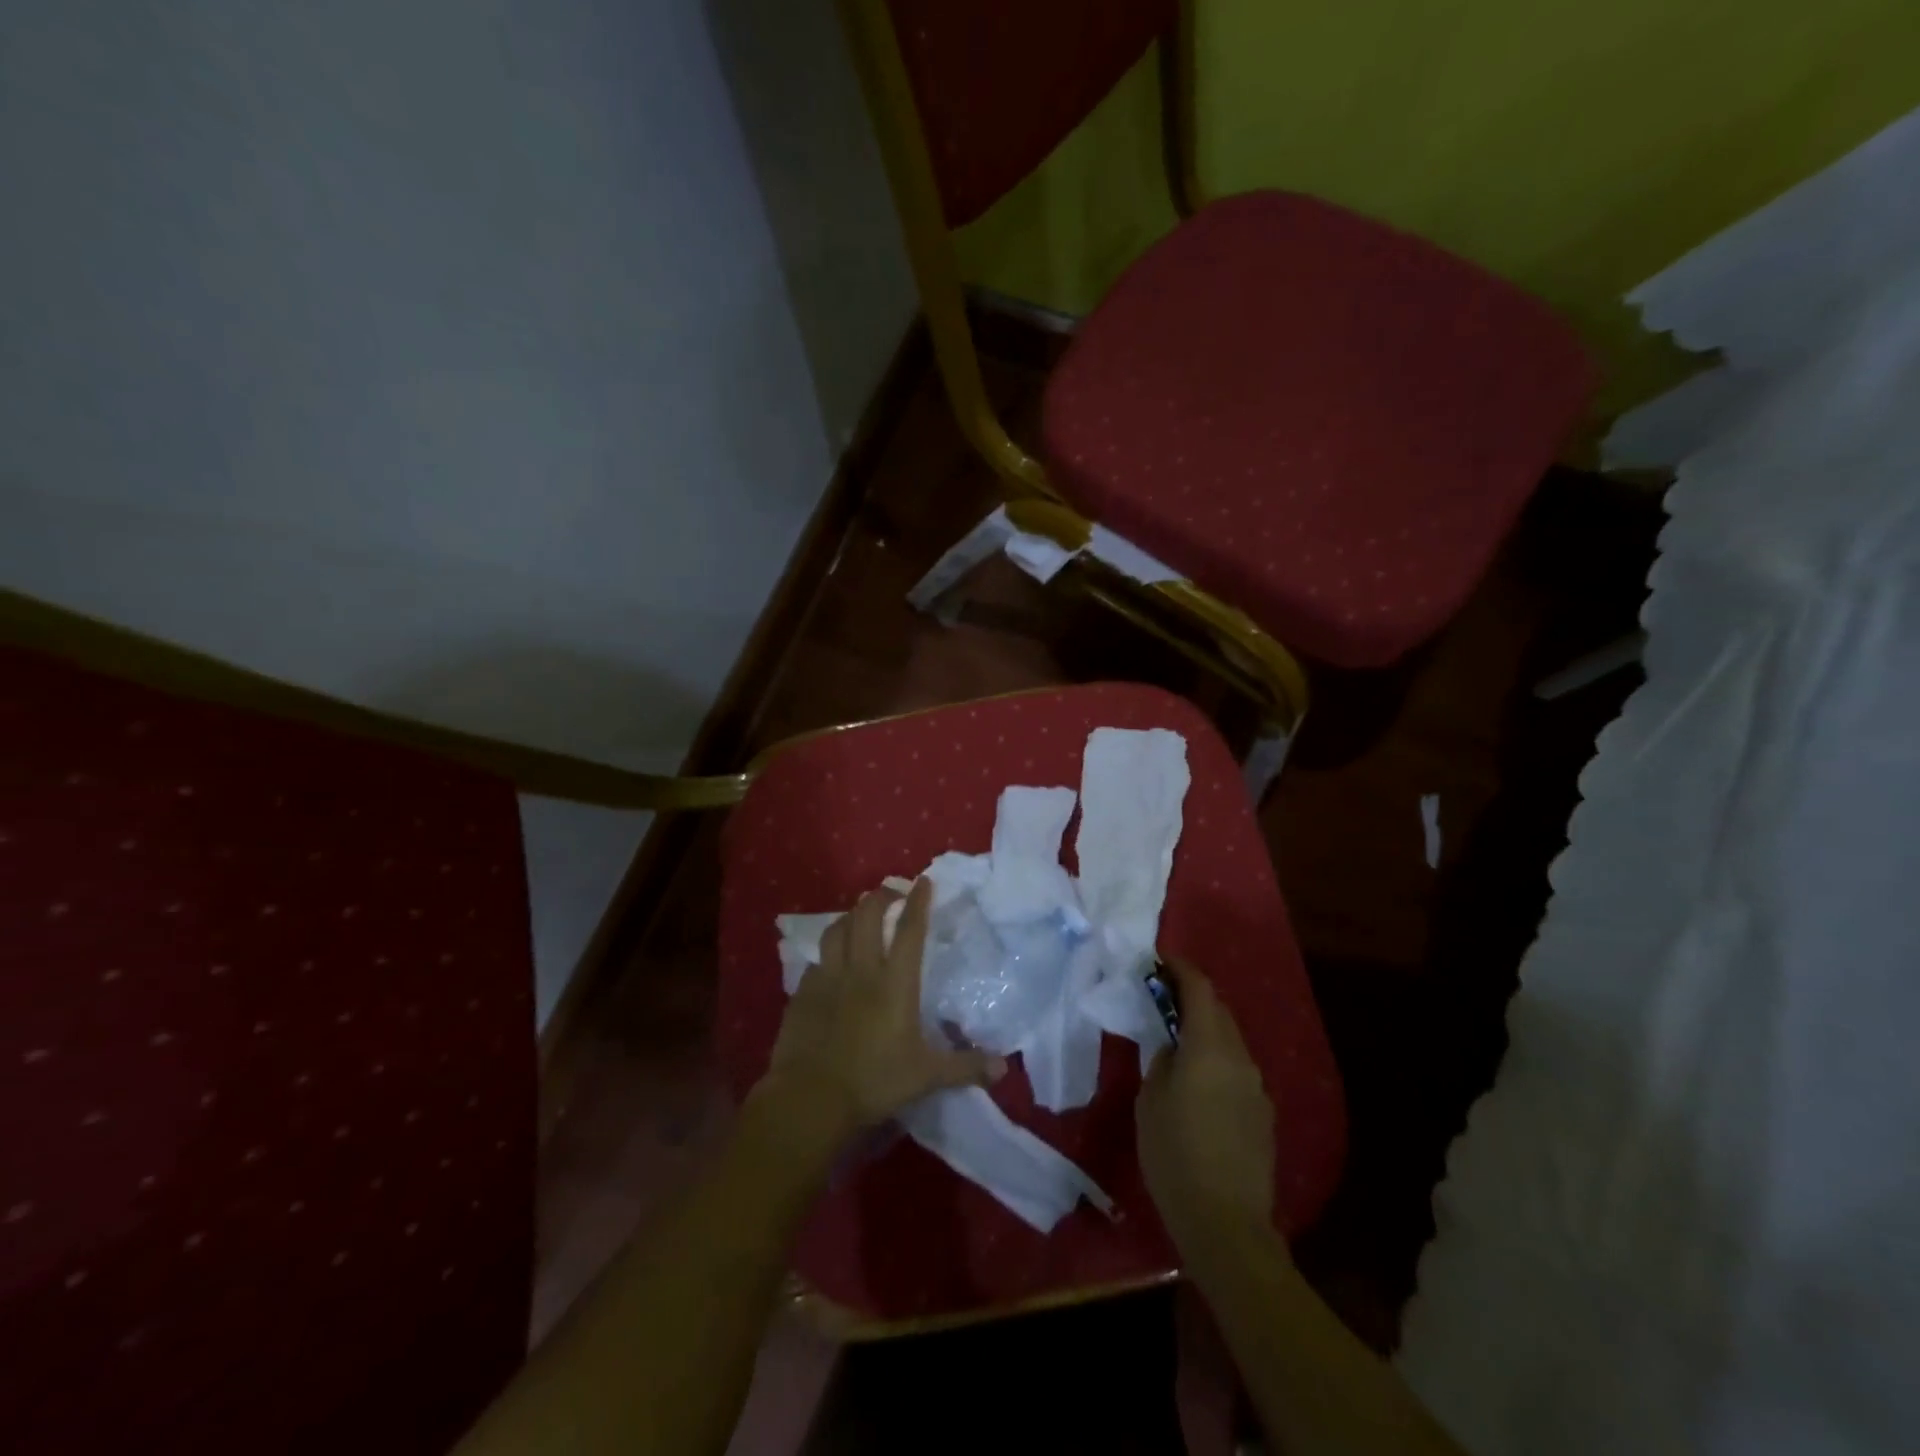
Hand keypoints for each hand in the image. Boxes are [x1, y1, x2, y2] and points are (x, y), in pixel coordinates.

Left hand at [756, 879, 1004, 1149]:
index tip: (923, 881)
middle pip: (867, 917)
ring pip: (837, 929)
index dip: (918, 902)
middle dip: (880, 897)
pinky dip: (828, 949)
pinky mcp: (803, 992)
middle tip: (890, 894)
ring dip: (850, 915)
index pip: (910, 931)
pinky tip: (831, 957)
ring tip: (859, 914)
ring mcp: (828, 978)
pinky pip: (816, 958)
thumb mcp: (926, 1077)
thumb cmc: (873, 1082)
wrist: (810, 1098)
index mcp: (895, 984)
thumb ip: (964, 1067)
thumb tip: (1003, 1068)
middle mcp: (861, 970)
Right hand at [1137, 959, 1277, 1257]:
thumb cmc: (1175, 1154)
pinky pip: (1237, 1071)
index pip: (1200, 988)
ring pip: (1230, 1041)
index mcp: (1210, 1047)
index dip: (1180, 968)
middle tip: (1162, 999)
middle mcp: (1240, 1058)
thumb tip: (1174, 1048)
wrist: (1226, 1224)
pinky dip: (1216, 1061)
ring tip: (1177, 1042)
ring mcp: (1257, 1087)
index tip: (1160, 960)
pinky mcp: (1263, 1114)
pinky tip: (1198, 1085)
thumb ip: (1162, 1060)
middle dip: (1192, 998)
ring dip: (1205, 1031)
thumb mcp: (1150, 1099)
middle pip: (1218, 1011)